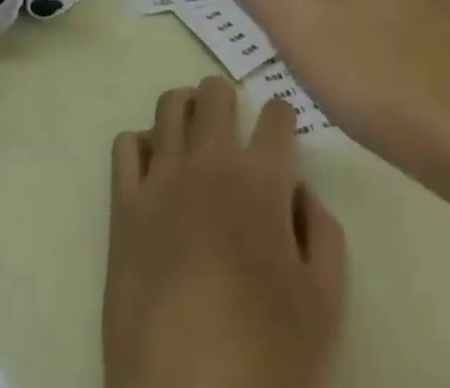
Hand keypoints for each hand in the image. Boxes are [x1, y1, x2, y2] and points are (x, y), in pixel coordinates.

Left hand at [104, 76, 346, 387]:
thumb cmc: (267, 355)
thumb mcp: (324, 303)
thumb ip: (324, 233)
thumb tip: (300, 192)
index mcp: (261, 179)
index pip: (276, 115)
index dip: (282, 116)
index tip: (282, 130)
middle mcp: (210, 161)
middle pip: (215, 94)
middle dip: (228, 100)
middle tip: (232, 124)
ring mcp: (162, 178)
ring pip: (169, 105)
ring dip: (186, 109)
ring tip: (193, 133)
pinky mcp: (124, 204)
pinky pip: (126, 145)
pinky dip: (141, 144)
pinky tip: (154, 167)